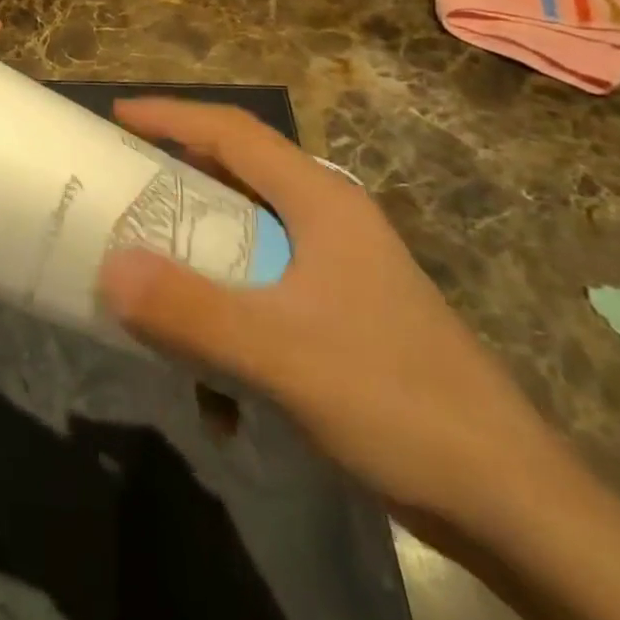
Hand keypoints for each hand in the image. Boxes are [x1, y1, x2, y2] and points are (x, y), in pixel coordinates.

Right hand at [96, 98, 558, 529]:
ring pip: (246, 241)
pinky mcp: (340, 316)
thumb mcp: (280, 355)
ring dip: (197, 264)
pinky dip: (228, 324)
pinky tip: (217, 396)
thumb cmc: (396, 402)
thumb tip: (108, 268)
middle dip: (174, 183)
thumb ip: (190, 312)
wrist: (511, 505)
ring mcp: (337, 270)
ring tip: (149, 286)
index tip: (116, 115)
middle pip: (236, 178)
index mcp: (321, 201)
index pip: (234, 131)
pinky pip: (262, 295)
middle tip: (119, 191)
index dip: (171, 115)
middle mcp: (328, 221)